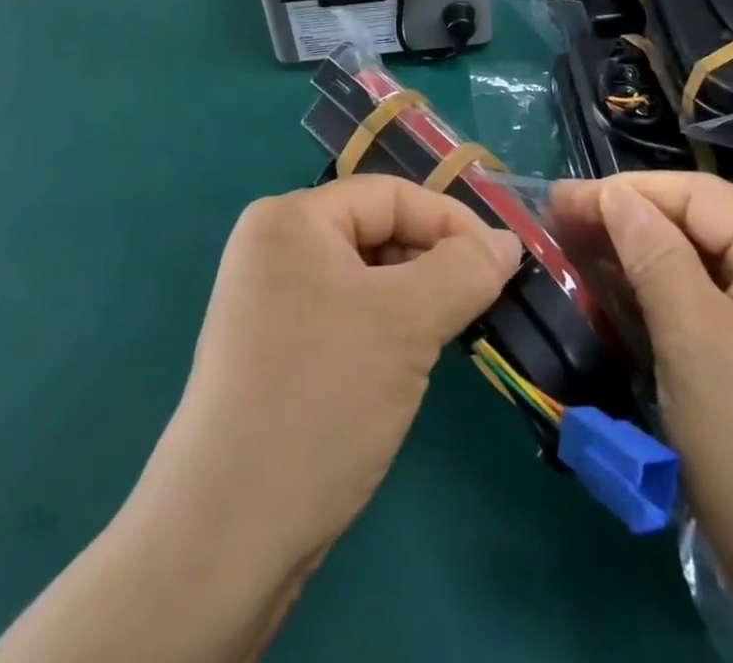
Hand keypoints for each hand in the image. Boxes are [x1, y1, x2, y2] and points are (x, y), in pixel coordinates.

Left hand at [0, 177, 520, 662]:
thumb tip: (507, 243)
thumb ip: (465, 270)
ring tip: (453, 331)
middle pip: (377, 231)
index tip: (503, 265)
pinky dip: (387, 327)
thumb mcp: (407, 322)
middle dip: (434, 262)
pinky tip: (410, 361)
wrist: (225, 537)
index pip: (391, 195)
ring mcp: (270, 300)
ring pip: (367, 277)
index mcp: (291, 218)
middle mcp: (274, 246)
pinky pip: (347, 313)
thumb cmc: (322, 398)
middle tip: (483, 301)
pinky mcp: (275, 348)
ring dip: (415, 298)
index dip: (452, 223)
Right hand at [549, 174, 732, 662]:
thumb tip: (615, 195)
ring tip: (578, 260)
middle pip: (701, 230)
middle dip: (628, 226)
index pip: (697, 196)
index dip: (624, 192)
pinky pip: (714, 316)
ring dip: (641, 265)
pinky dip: (666, 307)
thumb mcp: (696, 343)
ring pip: (704, 274)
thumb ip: (653, 255)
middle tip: (558, 229)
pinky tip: (623, 306)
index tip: (558, 201)